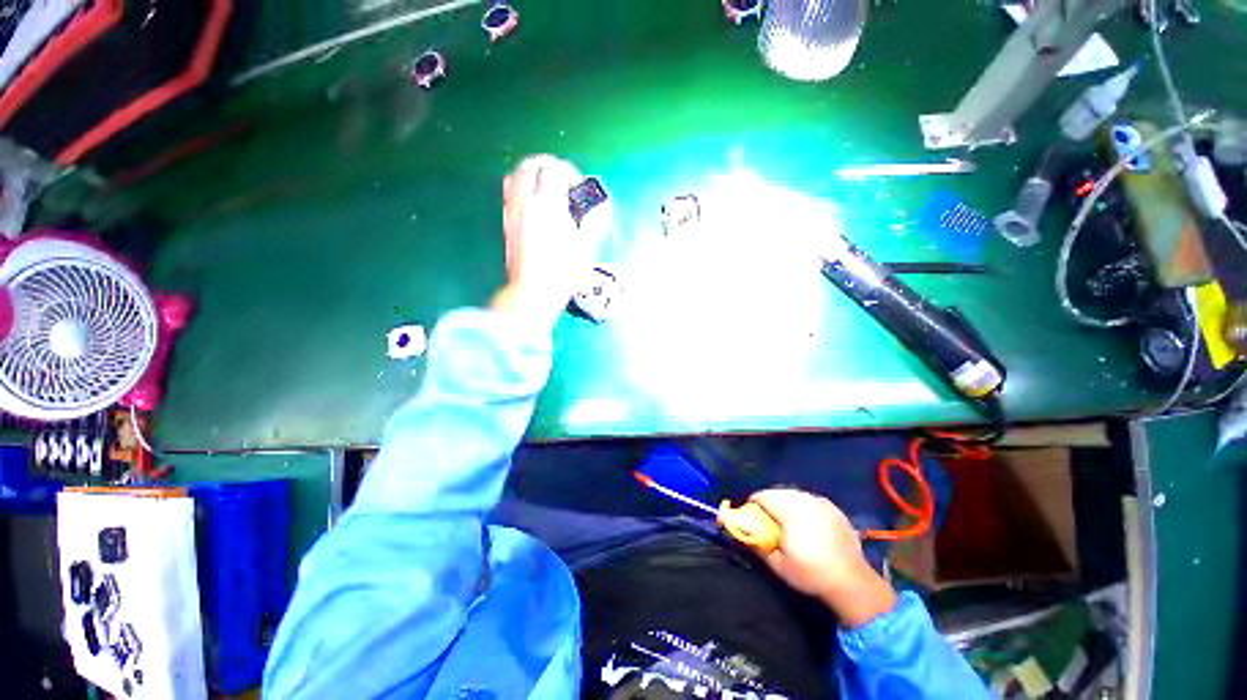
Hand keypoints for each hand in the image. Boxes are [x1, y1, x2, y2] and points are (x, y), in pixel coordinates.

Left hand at [490, 155, 611, 332]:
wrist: (533, 292)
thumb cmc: (562, 273)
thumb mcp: (586, 248)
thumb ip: (594, 222)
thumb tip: (603, 207)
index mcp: (549, 206)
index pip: (554, 171)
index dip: (568, 171)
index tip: (577, 184)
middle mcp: (527, 204)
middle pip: (529, 166)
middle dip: (545, 164)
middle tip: (559, 174)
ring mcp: (513, 214)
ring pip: (513, 178)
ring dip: (528, 173)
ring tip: (542, 184)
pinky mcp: (506, 226)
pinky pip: (508, 196)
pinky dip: (519, 189)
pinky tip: (532, 205)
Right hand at [750, 489, 897, 626]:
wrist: (853, 582)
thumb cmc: (812, 575)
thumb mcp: (779, 566)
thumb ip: (758, 545)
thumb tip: (743, 533)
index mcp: (791, 514)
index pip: (763, 497)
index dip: (754, 504)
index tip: (752, 517)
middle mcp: (806, 502)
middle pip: (777, 492)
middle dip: (769, 502)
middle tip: (768, 520)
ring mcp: (821, 503)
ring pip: (793, 493)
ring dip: (784, 501)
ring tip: (786, 520)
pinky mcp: (832, 507)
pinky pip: (808, 498)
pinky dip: (801, 504)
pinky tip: (805, 520)